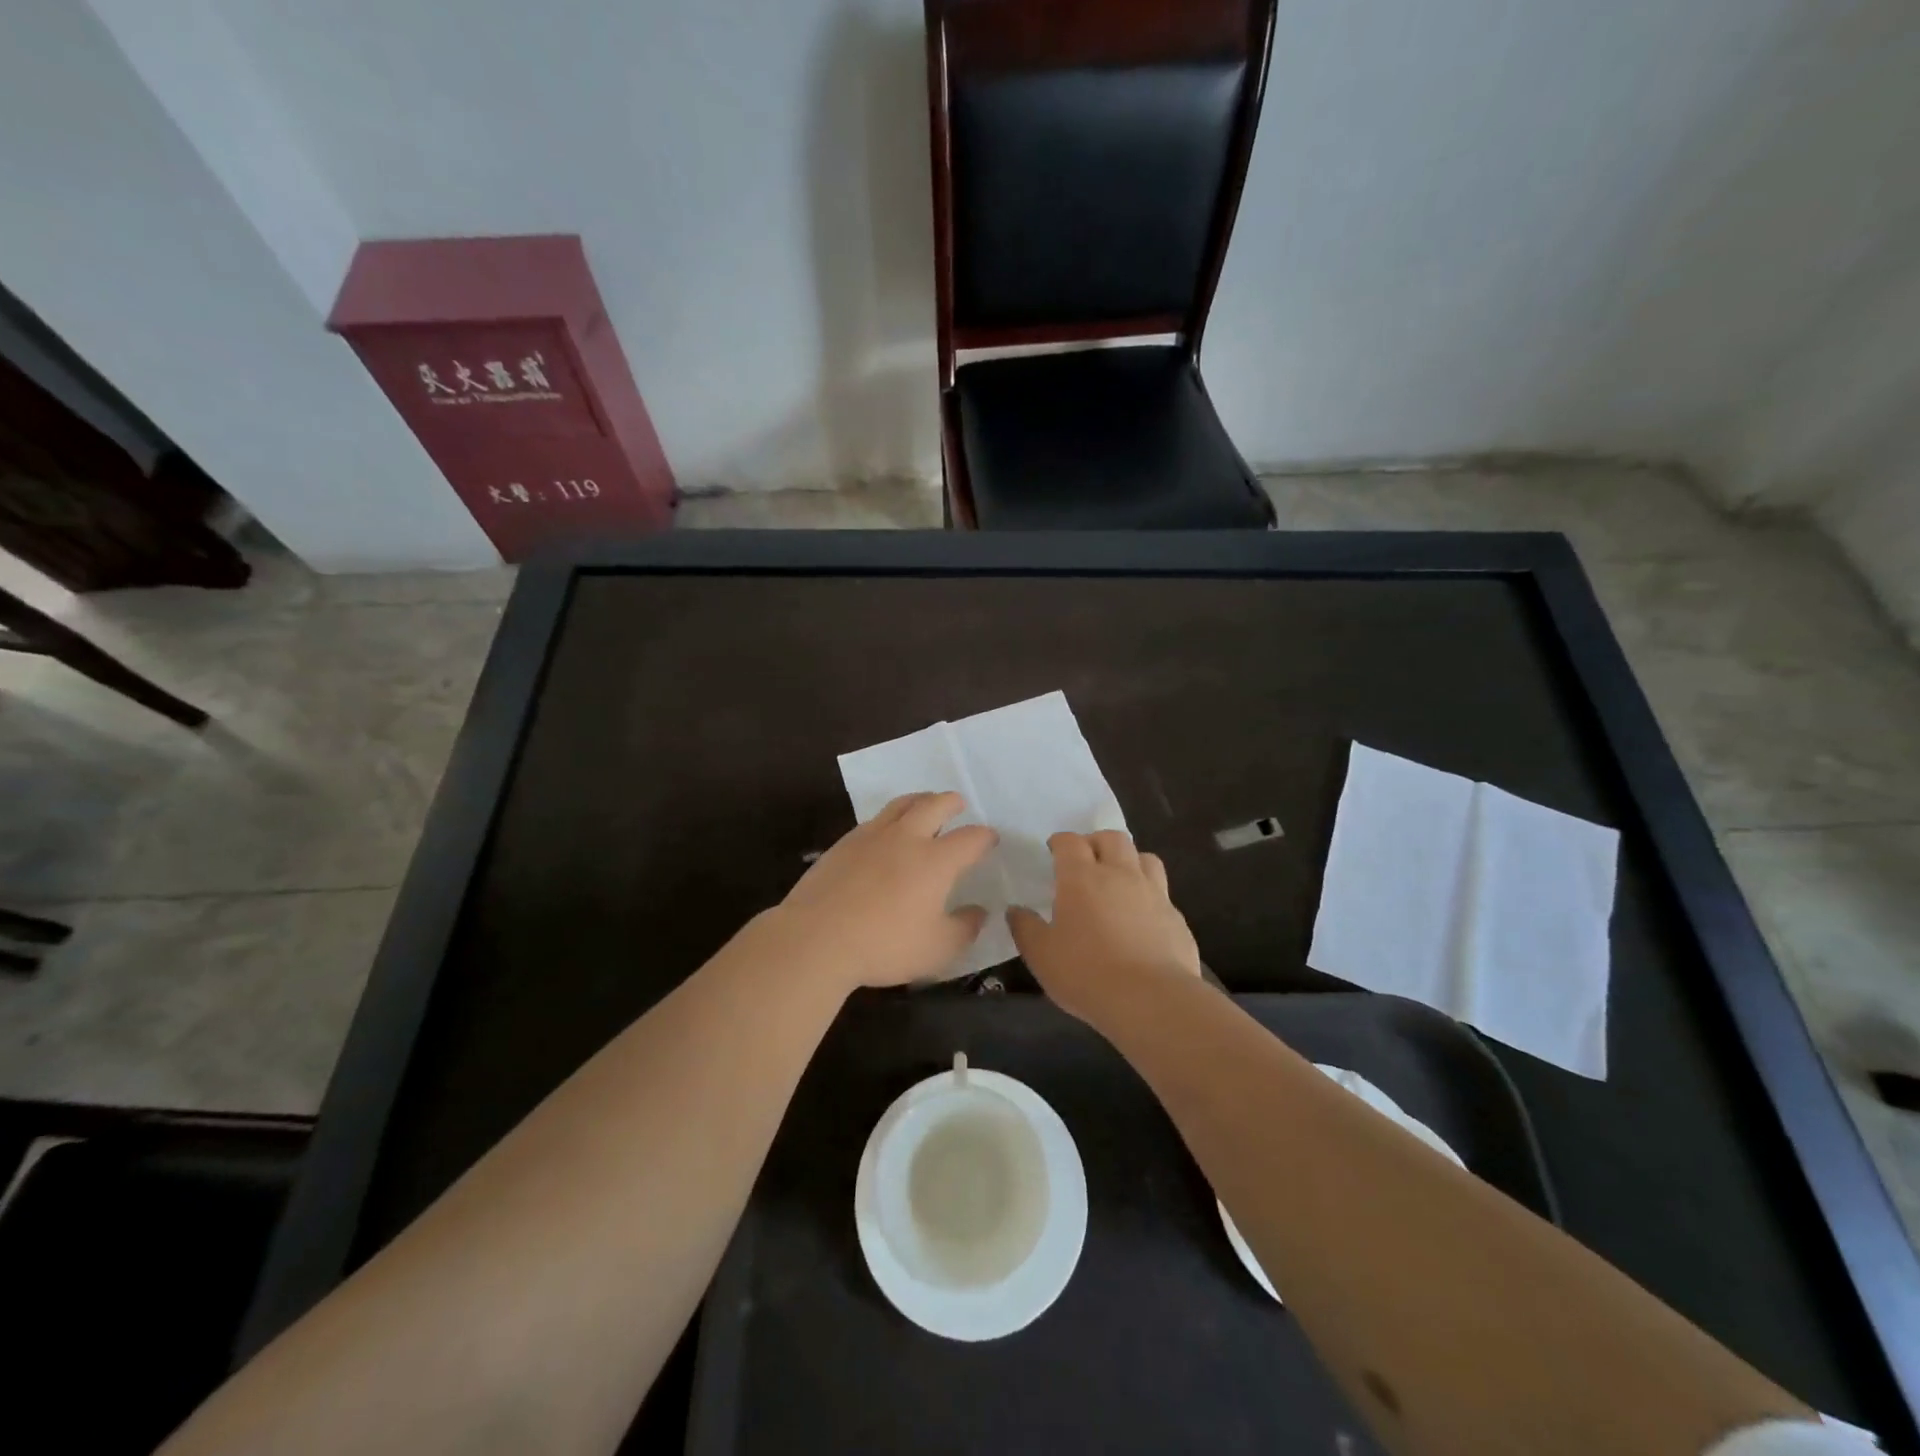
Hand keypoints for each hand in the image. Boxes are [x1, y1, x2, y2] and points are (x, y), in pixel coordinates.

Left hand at [769, 792, 997, 991]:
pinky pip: (874, 820)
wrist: (815, 939)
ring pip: (901, 804)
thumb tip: (979, 912)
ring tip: (924, 805)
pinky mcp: (843, 844)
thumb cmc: (884, 945)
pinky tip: (885, 833)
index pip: (970, 838)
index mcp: (935, 860)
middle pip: (934, 805)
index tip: (990, 840)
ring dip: (919, 800)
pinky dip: (889, 819)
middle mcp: (906, 838)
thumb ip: (964, 928)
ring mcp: (871, 837)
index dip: (984, 837)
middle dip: (951, 802)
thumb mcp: (937, 949)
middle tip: (958, 804)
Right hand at [1008, 831, 1202, 1024]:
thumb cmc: (1086, 973)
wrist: (1151, 1000)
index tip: (1053, 850)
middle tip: (1085, 860)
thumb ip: (1025, 928)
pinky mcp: (1176, 917)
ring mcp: (1153, 893)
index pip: (1070, 842)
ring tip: (1118, 880)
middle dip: (1096, 842)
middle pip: (1112, 838)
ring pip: (1144, 857)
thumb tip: (1015, 910)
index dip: (1060, 842)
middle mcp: (1120, 874)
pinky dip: (1148, 895)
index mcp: (1082, 877)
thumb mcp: (1041, 955)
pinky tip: (1141, 918)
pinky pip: (1162, 892)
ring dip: (1128, 861)